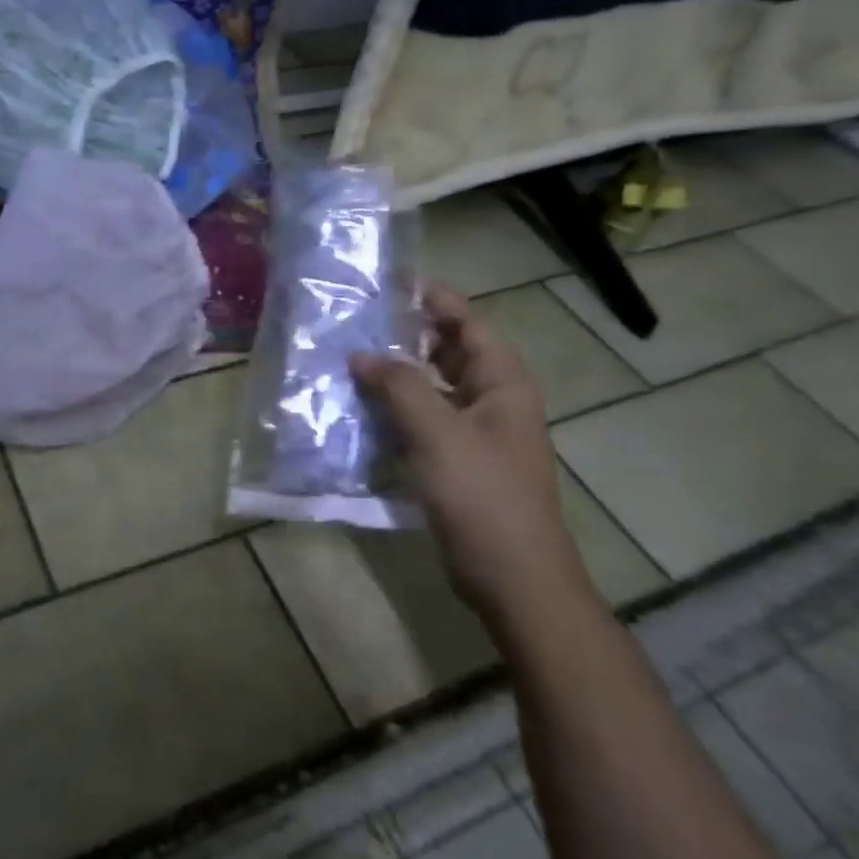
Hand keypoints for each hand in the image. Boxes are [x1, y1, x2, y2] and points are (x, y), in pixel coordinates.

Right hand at [352, 285, 590, 622]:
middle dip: (405, 336)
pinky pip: (422, 422)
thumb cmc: (482, 496)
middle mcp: (491, 400)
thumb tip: (361, 354)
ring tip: (347, 360)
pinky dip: (394, 412)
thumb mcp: (438, 433)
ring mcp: (474, 433)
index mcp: (501, 383)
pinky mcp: (456, 462)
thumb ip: (399, 386)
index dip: (433, 299)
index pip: (467, 323)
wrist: (512, 577)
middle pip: (447, 352)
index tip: (390, 281)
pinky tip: (358, 411)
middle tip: (356, 321)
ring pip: (431, 389)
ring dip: (395, 376)